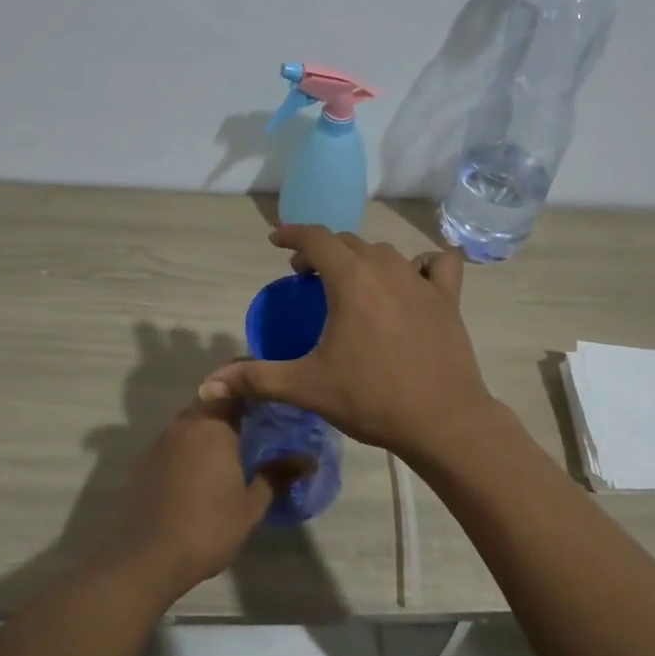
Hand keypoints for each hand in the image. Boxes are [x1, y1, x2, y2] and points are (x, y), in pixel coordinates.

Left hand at [102, 396, 293, 599]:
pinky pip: (175, 440)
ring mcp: (162, 440)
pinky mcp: (146, 460)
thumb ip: (277, 477)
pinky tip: (202, 468)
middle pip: (212, 401)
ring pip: (192, 420)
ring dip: (210, 427)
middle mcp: (185, 423)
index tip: (271, 398)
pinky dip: (191, 445)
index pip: (235, 389)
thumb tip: (307, 460)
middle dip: (232, 408)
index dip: (253, 390)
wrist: (146, 558)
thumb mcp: (250, 507)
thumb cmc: (207, 528)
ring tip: (233, 446)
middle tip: (257, 424)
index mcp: (213, 425)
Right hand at [199, 225, 503, 463]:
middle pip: (347, 242)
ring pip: (384, 252)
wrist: (442, 421)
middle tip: (306, 276)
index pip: (315, 237)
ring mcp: (421, 280)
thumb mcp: (307, 387)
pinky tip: (413, 280)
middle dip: (321, 250)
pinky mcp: (448, 297)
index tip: (275, 241)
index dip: (291, 234)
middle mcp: (386, 267)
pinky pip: (437, 263)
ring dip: (361, 258)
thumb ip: (256, 379)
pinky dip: (422, 263)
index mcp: (350, 278)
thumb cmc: (371, 398)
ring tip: (349, 282)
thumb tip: (206, 386)